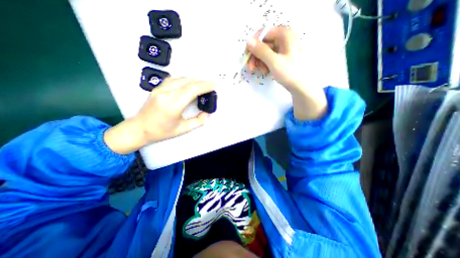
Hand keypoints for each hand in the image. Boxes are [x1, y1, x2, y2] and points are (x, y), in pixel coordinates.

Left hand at [104, 78, 215, 153]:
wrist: (139, 128)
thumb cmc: (161, 131)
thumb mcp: (182, 129)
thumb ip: (198, 121)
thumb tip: (207, 113)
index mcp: (173, 105)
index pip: (192, 89)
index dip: (205, 86)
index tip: (214, 85)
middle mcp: (166, 93)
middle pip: (188, 82)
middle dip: (202, 82)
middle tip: (211, 86)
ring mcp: (160, 89)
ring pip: (181, 79)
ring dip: (194, 81)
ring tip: (202, 86)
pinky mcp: (157, 87)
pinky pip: (174, 79)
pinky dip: (185, 80)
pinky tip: (189, 85)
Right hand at [246, 26, 328, 120]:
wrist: (303, 87)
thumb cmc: (290, 72)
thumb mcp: (274, 61)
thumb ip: (261, 51)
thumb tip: (248, 41)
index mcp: (284, 35)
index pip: (264, 33)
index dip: (254, 44)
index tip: (248, 56)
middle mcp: (284, 39)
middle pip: (264, 44)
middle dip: (256, 56)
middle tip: (251, 68)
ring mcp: (284, 50)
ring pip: (266, 52)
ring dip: (260, 61)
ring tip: (261, 71)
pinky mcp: (283, 59)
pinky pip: (271, 58)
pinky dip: (266, 64)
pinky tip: (266, 71)